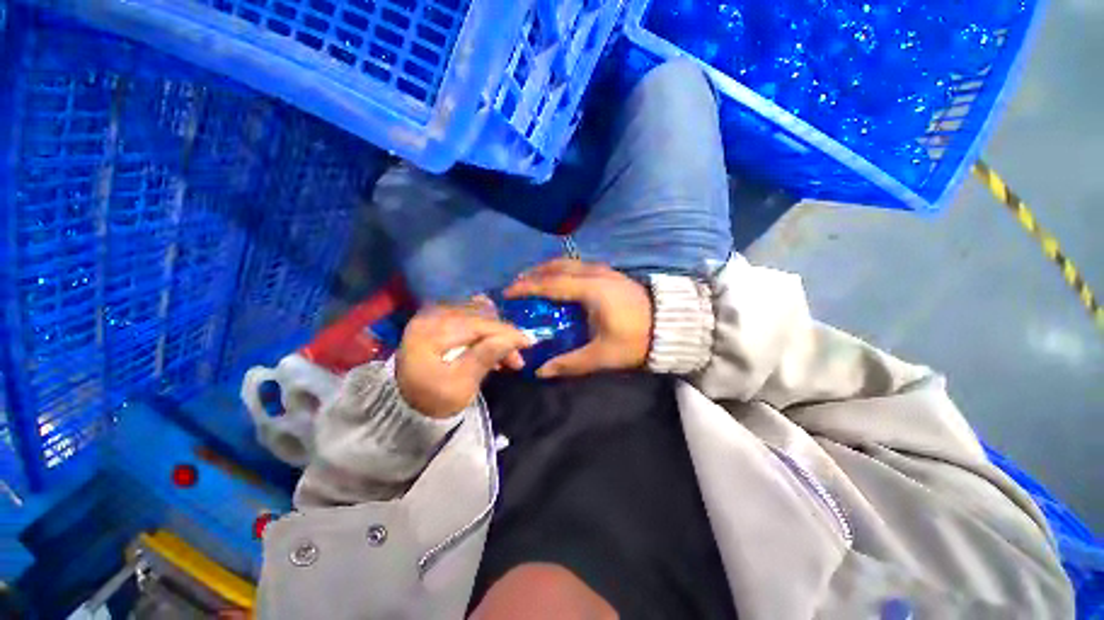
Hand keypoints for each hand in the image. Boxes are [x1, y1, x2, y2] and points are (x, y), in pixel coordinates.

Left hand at [397, 299, 531, 417]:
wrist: (404, 405)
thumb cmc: (432, 401)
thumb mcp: (460, 386)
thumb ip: (484, 358)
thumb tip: (512, 338)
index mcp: (430, 333)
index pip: (477, 325)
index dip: (506, 333)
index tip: (529, 342)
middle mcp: (430, 316)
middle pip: (478, 318)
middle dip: (502, 336)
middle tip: (517, 358)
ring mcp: (432, 315)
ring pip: (476, 315)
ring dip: (495, 332)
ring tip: (506, 355)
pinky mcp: (437, 319)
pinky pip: (468, 316)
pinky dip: (484, 329)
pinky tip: (492, 344)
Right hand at [505, 259, 652, 377]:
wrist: (672, 325)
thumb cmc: (637, 339)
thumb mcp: (603, 356)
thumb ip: (570, 363)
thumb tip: (541, 371)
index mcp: (591, 290)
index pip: (551, 284)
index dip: (527, 287)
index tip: (508, 293)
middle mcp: (595, 273)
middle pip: (557, 266)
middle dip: (534, 274)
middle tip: (517, 286)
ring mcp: (604, 270)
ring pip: (568, 263)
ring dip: (548, 270)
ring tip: (534, 281)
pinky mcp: (611, 273)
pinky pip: (578, 265)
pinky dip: (562, 270)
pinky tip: (560, 282)